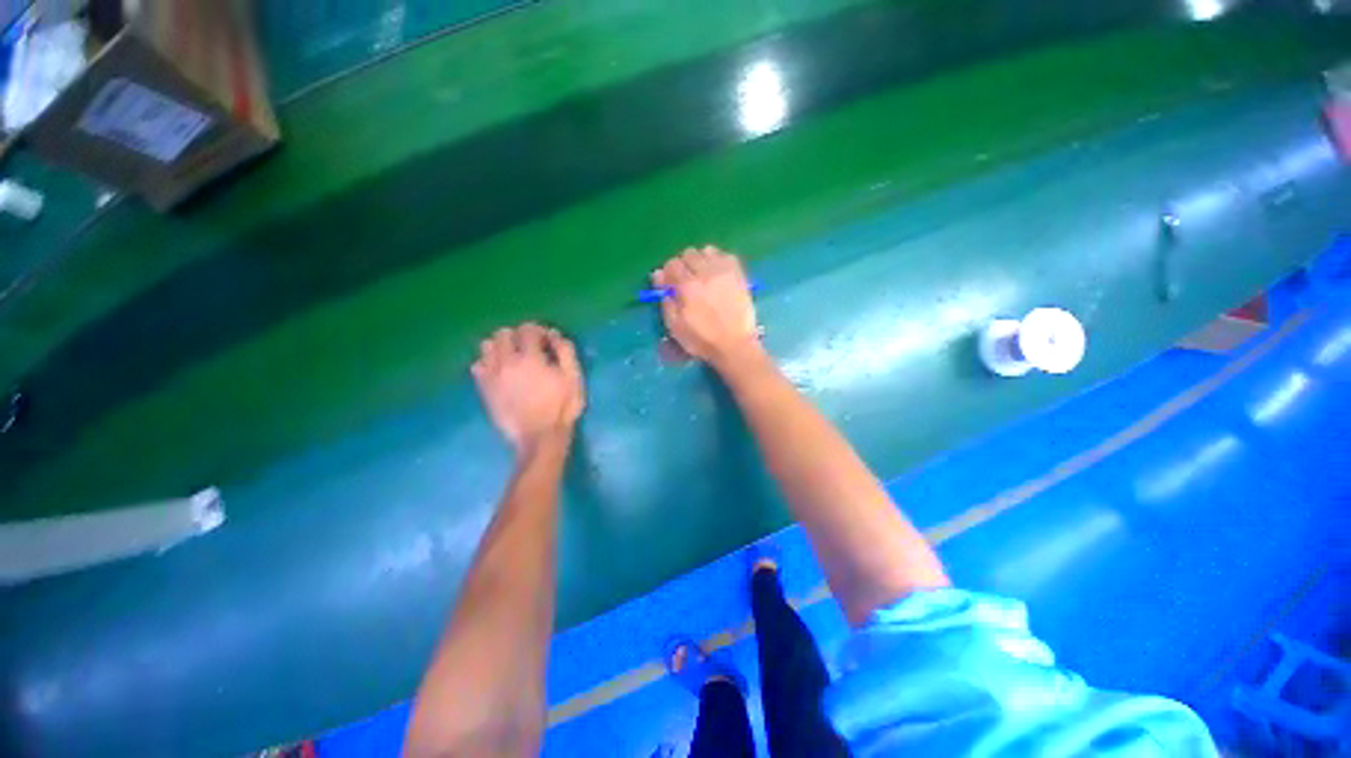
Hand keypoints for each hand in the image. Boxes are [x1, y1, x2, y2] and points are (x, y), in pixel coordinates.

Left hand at [472, 323, 584, 455]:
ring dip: (500, 347)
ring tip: (512, 357)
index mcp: (530, 358)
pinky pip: (477, 366)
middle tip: (529, 347)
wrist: (540, 437)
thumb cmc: (562, 407)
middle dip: (517, 336)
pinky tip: (500, 372)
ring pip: (486, 347)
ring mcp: (492, 375)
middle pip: (503, 334)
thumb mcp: (573, 378)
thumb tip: (553, 334)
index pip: (527, 329)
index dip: (538, 330)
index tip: (546, 340)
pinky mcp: (484, 389)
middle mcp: (506, 362)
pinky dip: (487, 363)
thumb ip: (565, 352)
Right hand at [653, 246, 760, 365]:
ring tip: (702, 276)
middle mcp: (706, 272)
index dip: (668, 273)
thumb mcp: (675, 326)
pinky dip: (718, 260)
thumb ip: (665, 299)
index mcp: (688, 285)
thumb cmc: (701, 340)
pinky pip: (726, 255)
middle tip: (685, 281)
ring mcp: (725, 271)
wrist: (735, 346)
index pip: (672, 264)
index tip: (670, 285)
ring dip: (701, 260)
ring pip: (707, 251)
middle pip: (689, 253)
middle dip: (683, 265)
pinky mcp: (739, 275)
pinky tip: (717, 274)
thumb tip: (658, 275)